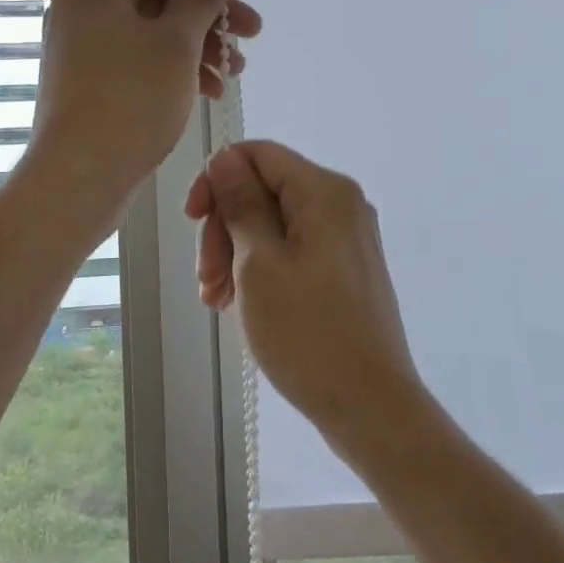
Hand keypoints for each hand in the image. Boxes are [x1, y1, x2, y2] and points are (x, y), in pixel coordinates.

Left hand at [31, 0, 260, 202]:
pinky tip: (210, 90)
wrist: (80, 178)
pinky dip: (175, 68)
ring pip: (152, 32)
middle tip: (253, 33)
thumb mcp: (177, 41)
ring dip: (199, 45)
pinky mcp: (90, 82)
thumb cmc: (131, 99)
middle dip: (210, 15)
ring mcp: (82, 48)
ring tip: (236, 70)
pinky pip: (139, 60)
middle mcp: (82, 10)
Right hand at [186, 141, 419, 443]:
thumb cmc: (308, 333)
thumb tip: (225, 157)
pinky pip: (293, 249)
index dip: (217, 179)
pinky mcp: (345, 268)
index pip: (257, 154)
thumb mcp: (259, 263)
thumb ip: (241, 203)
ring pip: (274, 223)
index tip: (192, 219)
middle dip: (225, 227)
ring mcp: (347, 237)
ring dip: (236, 253)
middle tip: (206, 279)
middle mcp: (341, 204)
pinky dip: (261, 268)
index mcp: (325, 191)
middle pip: (264, 190)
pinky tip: (240, 303)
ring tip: (216, 300)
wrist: (371, 408)